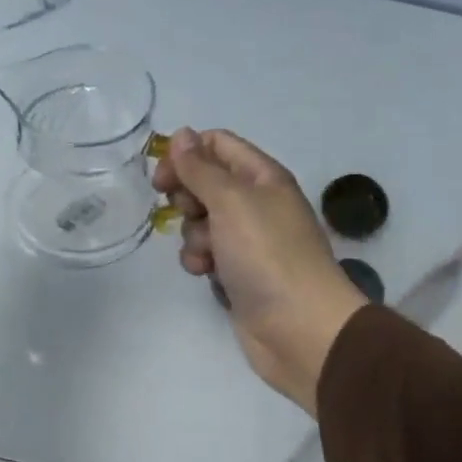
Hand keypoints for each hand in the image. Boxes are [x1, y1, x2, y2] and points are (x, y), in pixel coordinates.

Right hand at [154, 127, 367, 417]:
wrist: (298, 327)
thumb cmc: (267, 255)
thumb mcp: (231, 201)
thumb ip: (201, 168)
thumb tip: (182, 134)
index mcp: (262, 177)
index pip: (218, 145)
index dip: (187, 154)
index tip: (162, 176)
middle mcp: (255, 203)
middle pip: (205, 182)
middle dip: (186, 196)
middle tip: (183, 211)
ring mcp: (246, 239)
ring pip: (200, 221)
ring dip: (191, 233)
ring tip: (205, 252)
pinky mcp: (236, 271)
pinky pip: (205, 253)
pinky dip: (199, 260)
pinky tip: (204, 273)